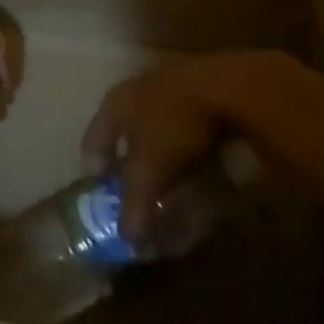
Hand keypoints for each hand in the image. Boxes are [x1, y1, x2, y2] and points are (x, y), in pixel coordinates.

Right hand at [83, 50, 288, 241]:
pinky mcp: (203, 86)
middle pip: (125, 129)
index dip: (95, 167)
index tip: (101, 190)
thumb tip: (129, 239)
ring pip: (156, 124)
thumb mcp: (150, 171)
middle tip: (134, 185)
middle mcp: (138, 88)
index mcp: (116, 102)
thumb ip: (135, 205)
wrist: (230, 87)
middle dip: (129, 159)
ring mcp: (172, 83)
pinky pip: (185, 122)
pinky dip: (186, 142)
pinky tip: (198, 160)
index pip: (93, 139)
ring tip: (168, 176)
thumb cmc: (174, 126)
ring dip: (160, 150)